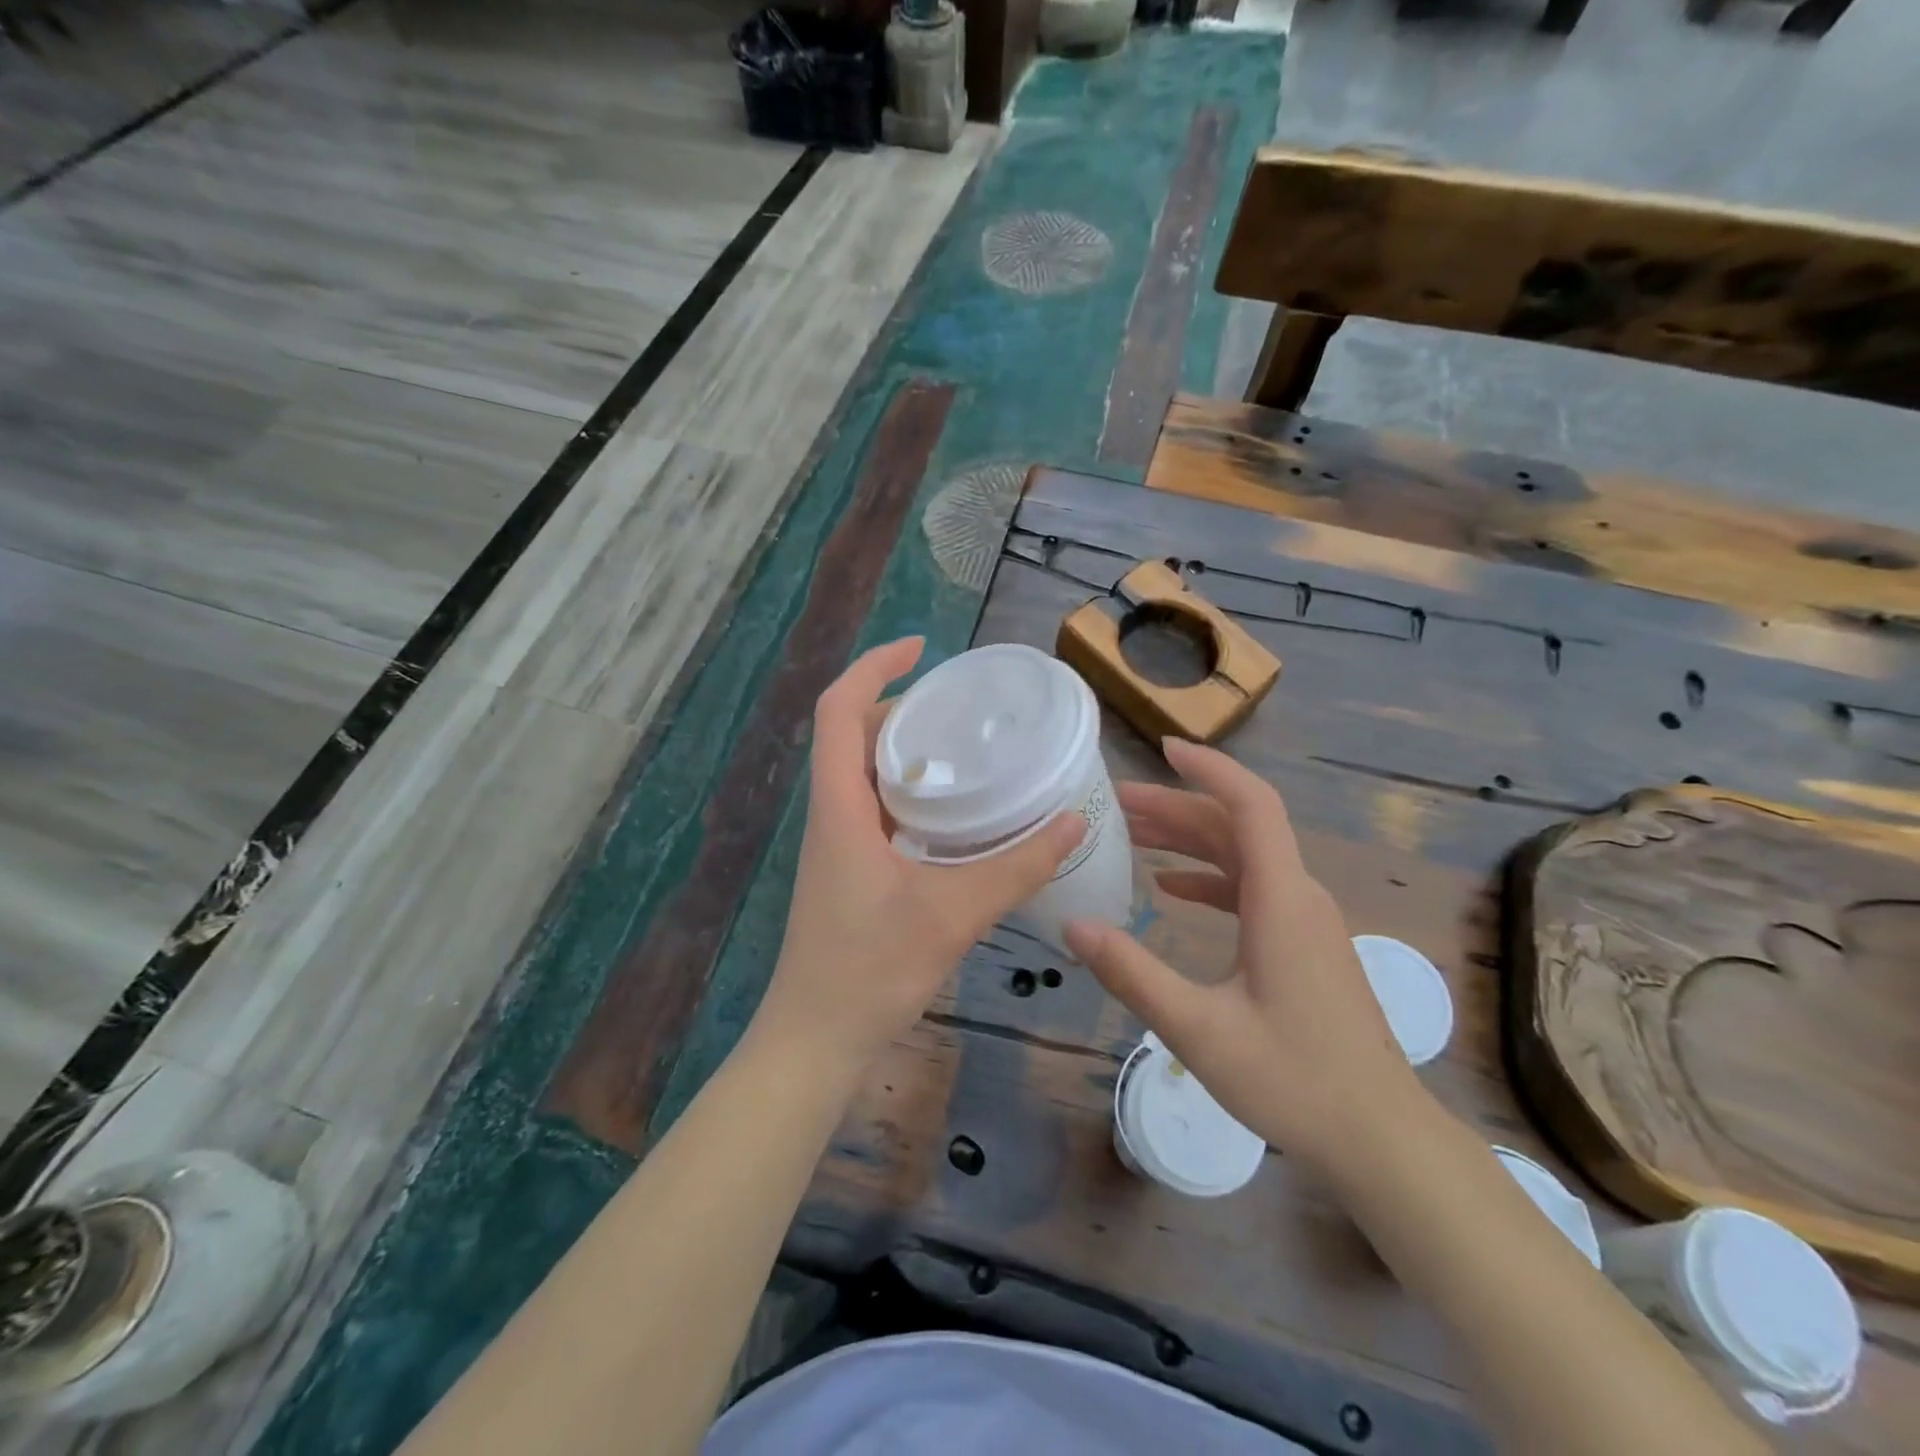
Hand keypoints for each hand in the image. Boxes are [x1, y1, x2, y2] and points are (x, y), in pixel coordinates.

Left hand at [751, 638, 1083, 1077]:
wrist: (816, 1038)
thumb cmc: (870, 969)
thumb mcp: (953, 913)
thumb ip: (1017, 866)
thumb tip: (1075, 820)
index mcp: (840, 806)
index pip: (838, 709)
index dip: (873, 667)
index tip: (920, 648)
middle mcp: (831, 813)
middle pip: (852, 733)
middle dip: (899, 704)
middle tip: (960, 705)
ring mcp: (837, 843)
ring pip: (864, 772)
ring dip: (906, 749)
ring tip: (964, 746)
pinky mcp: (849, 868)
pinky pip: (875, 807)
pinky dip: (909, 790)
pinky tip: (953, 812)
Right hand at [1064, 739, 1426, 1175]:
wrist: (1381, 1138)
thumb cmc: (1294, 1080)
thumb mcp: (1198, 1029)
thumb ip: (1132, 972)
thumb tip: (1073, 924)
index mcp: (1280, 899)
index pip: (1249, 804)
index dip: (1208, 769)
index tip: (1163, 748)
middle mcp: (1298, 895)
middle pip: (1237, 827)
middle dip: (1176, 807)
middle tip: (1116, 803)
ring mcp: (1305, 921)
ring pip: (1244, 858)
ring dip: (1190, 841)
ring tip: (1132, 836)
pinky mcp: (1304, 946)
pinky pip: (1254, 889)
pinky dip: (1210, 878)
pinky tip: (1173, 889)